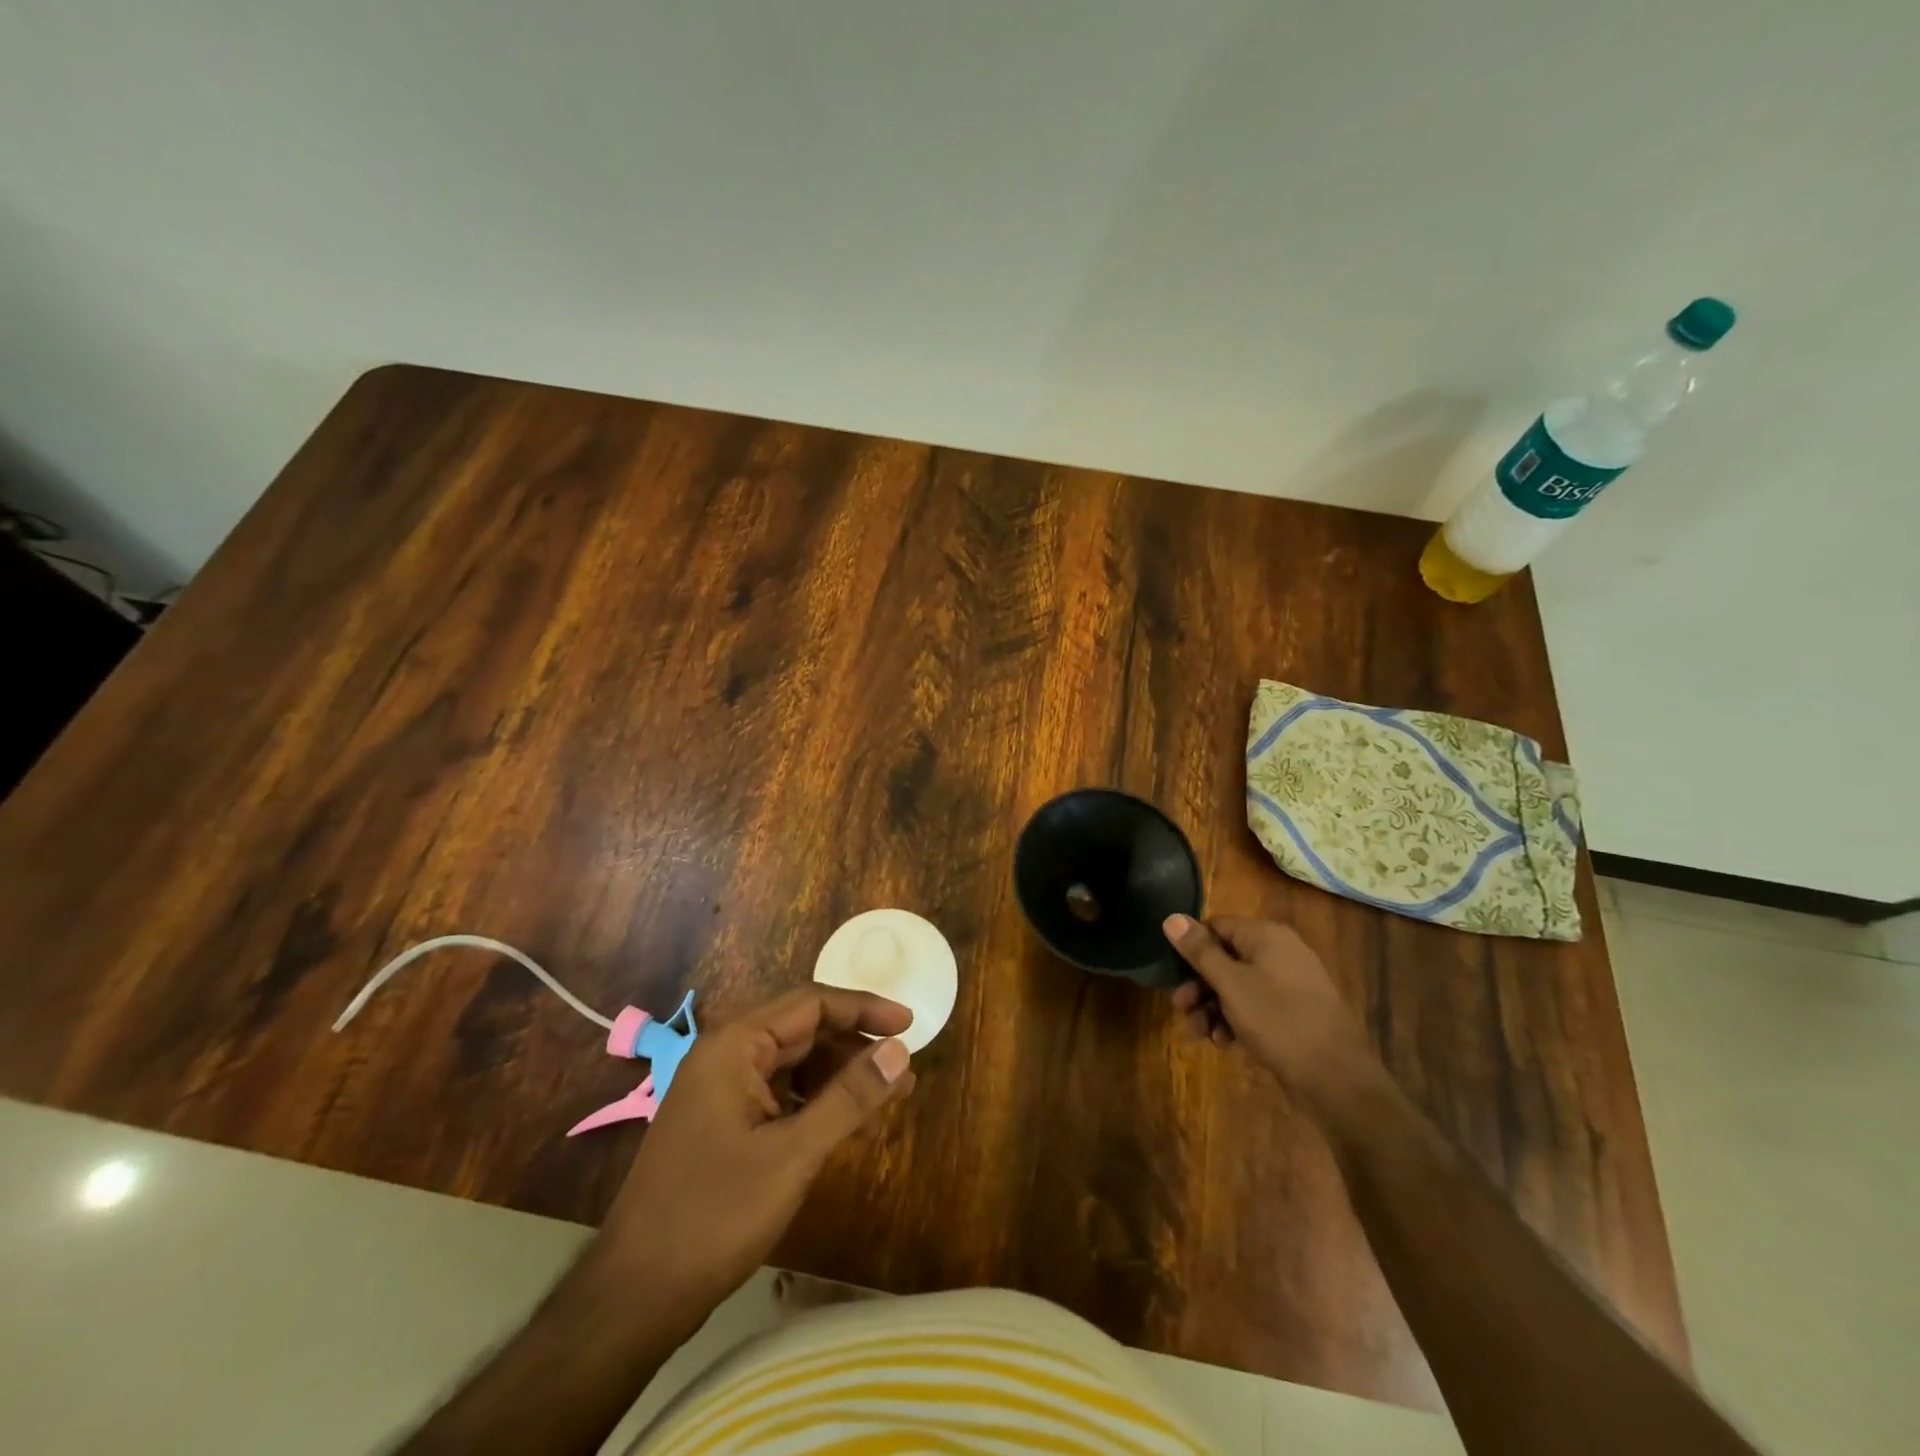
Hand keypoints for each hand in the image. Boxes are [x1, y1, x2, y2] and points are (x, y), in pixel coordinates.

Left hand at [592, 987, 914, 1328]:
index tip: (910, 1024)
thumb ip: (849, 1098)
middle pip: (803, 1030)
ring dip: (840, 1077)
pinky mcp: (723, 1124)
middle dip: (855, 1046)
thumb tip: (900, 1050)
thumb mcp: (793, 1154)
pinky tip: (847, 1125)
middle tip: (902, 1067)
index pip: (811, 1003)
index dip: (863, 1008)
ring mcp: (721, 1091)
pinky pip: (780, 1095)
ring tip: (886, 1098)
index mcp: (735, 1046)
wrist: (634, 1297)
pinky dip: (816, 1103)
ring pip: (794, 1064)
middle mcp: (726, 1056)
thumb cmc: (714, 1216)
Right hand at [1164, 913, 1373, 1102]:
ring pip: (1239, 986)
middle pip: (1226, 958)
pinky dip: (1236, 1020)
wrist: (1337, 1079)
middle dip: (1199, 986)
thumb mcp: (1231, 983)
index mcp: (1267, 936)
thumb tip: (1171, 917)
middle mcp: (1281, 952)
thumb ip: (1200, 951)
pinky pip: (1257, 1006)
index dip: (1191, 948)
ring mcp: (1292, 983)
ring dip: (1213, 1007)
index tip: (1173, 975)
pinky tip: (1225, 1043)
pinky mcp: (1296, 1012)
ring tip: (1199, 1034)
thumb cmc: (1278, 1020)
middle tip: (1180, 1009)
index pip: (1217, 926)